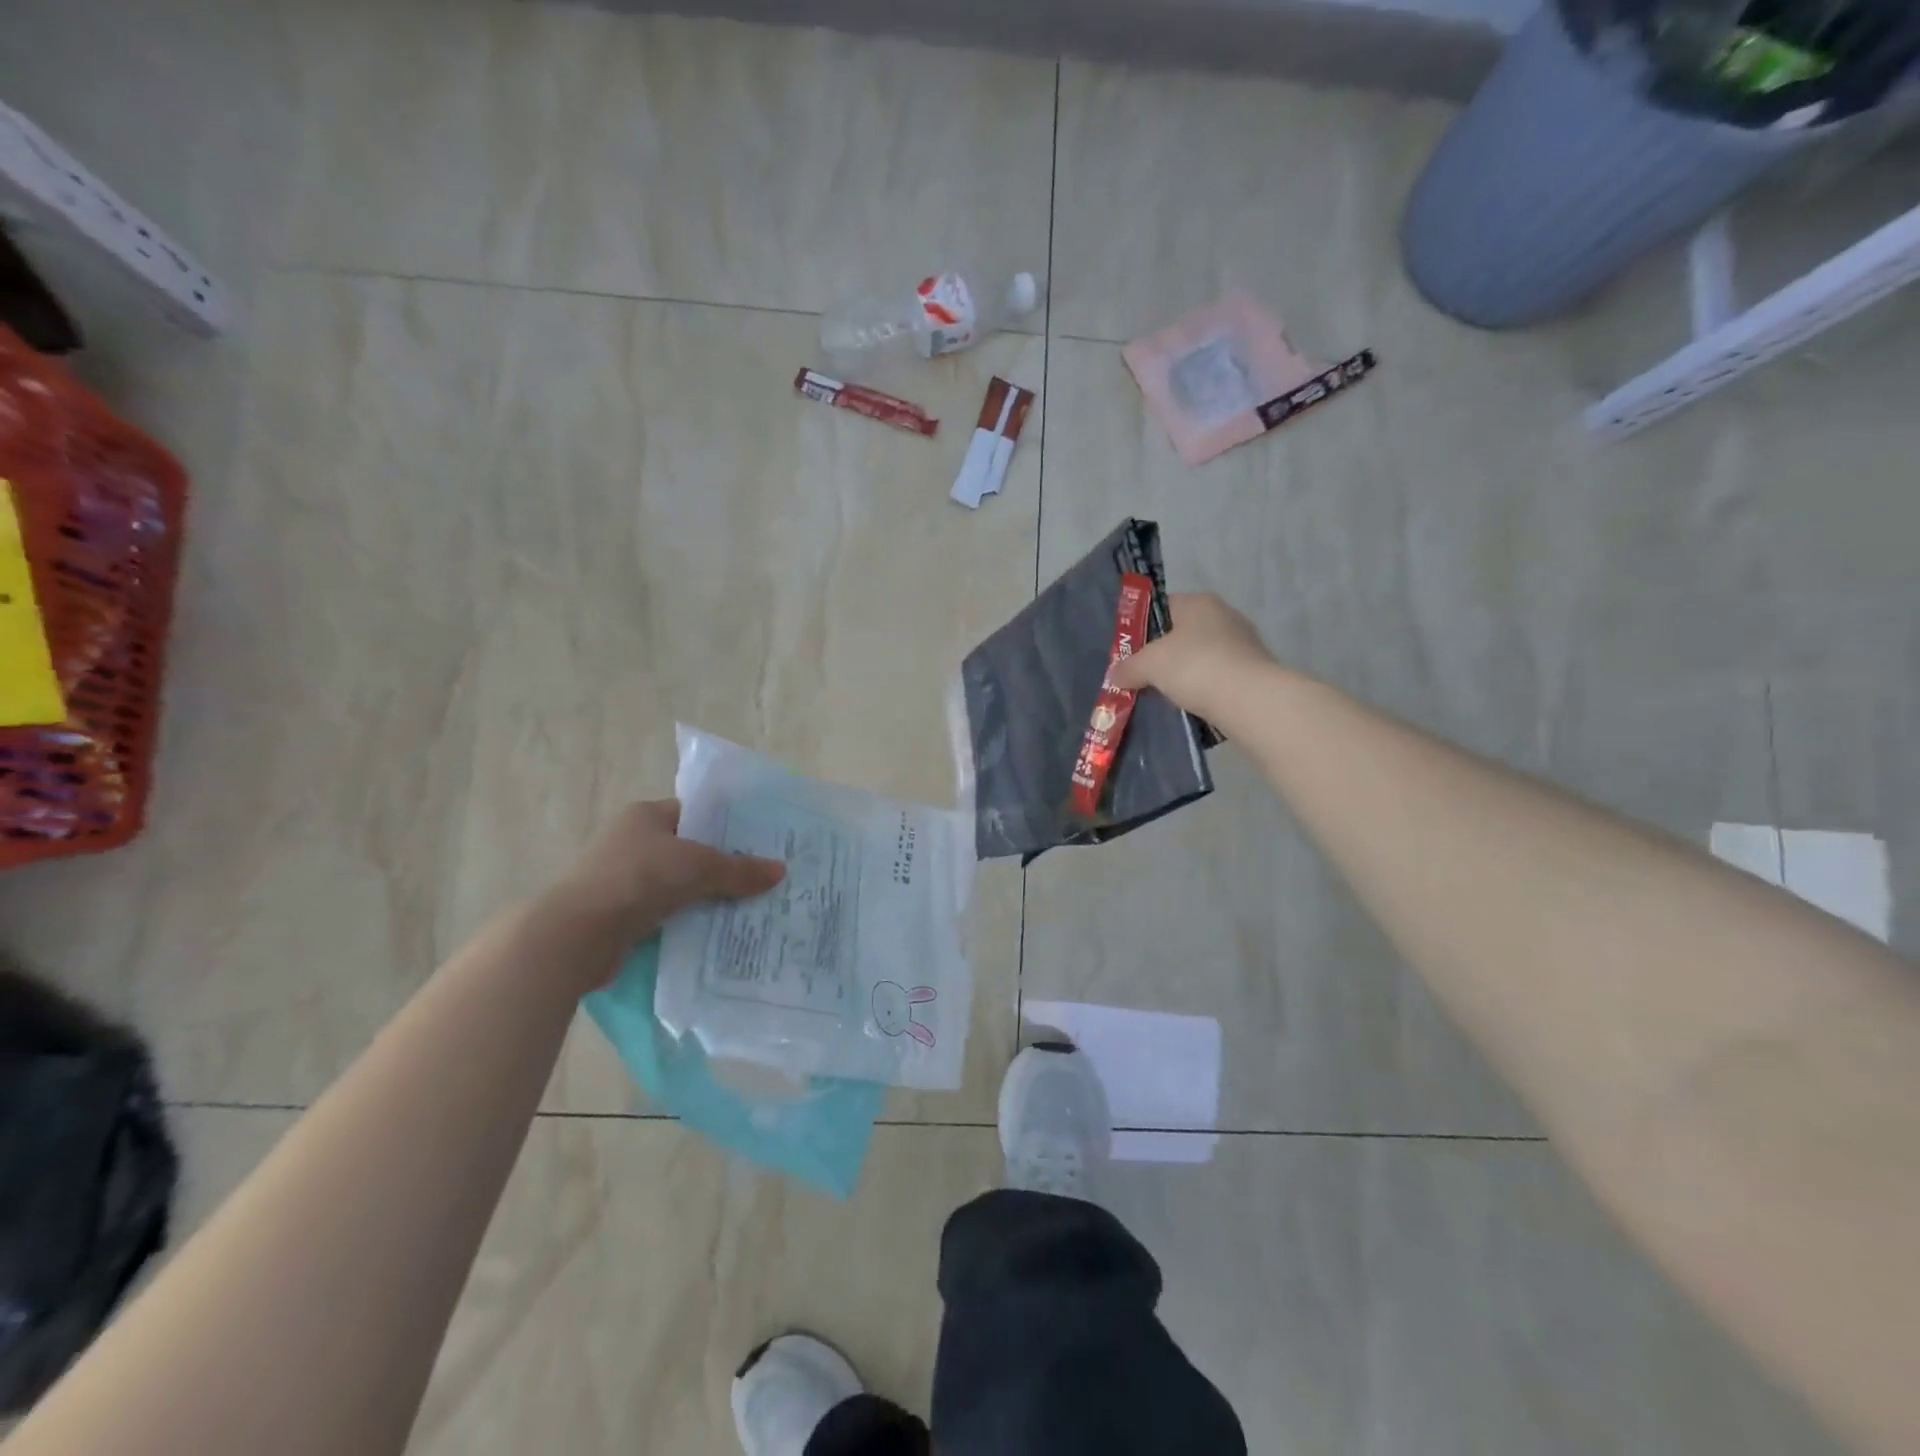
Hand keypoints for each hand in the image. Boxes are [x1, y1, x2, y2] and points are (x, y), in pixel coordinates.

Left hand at [544, 800, 783, 983]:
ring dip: (706, 898)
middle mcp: (632, 842)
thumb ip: (740, 869)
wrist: (575, 935)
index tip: (760, 844)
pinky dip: (687, 921)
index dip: (728, 826)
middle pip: (690, 851)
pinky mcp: (620, 915)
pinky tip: (716, 933)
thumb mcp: (697, 867)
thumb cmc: (637, 880)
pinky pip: (665, 913)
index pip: (696, 813)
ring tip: (748, 909)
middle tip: (762, 880)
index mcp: (646, 816)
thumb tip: (780, 871)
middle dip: (723, 867)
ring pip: (679, 885)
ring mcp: (623, 879)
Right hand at [1110, 592, 1276, 715]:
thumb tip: (1114, 675)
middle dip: (1162, 655)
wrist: (1249, 700)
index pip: (1162, 607)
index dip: (1141, 627)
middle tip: (1141, 676)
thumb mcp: (1149, 665)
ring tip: (1164, 695)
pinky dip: (1203, 689)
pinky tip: (1190, 705)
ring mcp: (1243, 643)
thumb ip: (1128, 667)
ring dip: (1183, 675)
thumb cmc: (1194, 666)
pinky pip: (1217, 677)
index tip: (1129, 652)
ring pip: (1200, 657)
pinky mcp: (1253, 671)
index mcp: (1199, 602)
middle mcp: (1224, 615)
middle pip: (1181, 633)